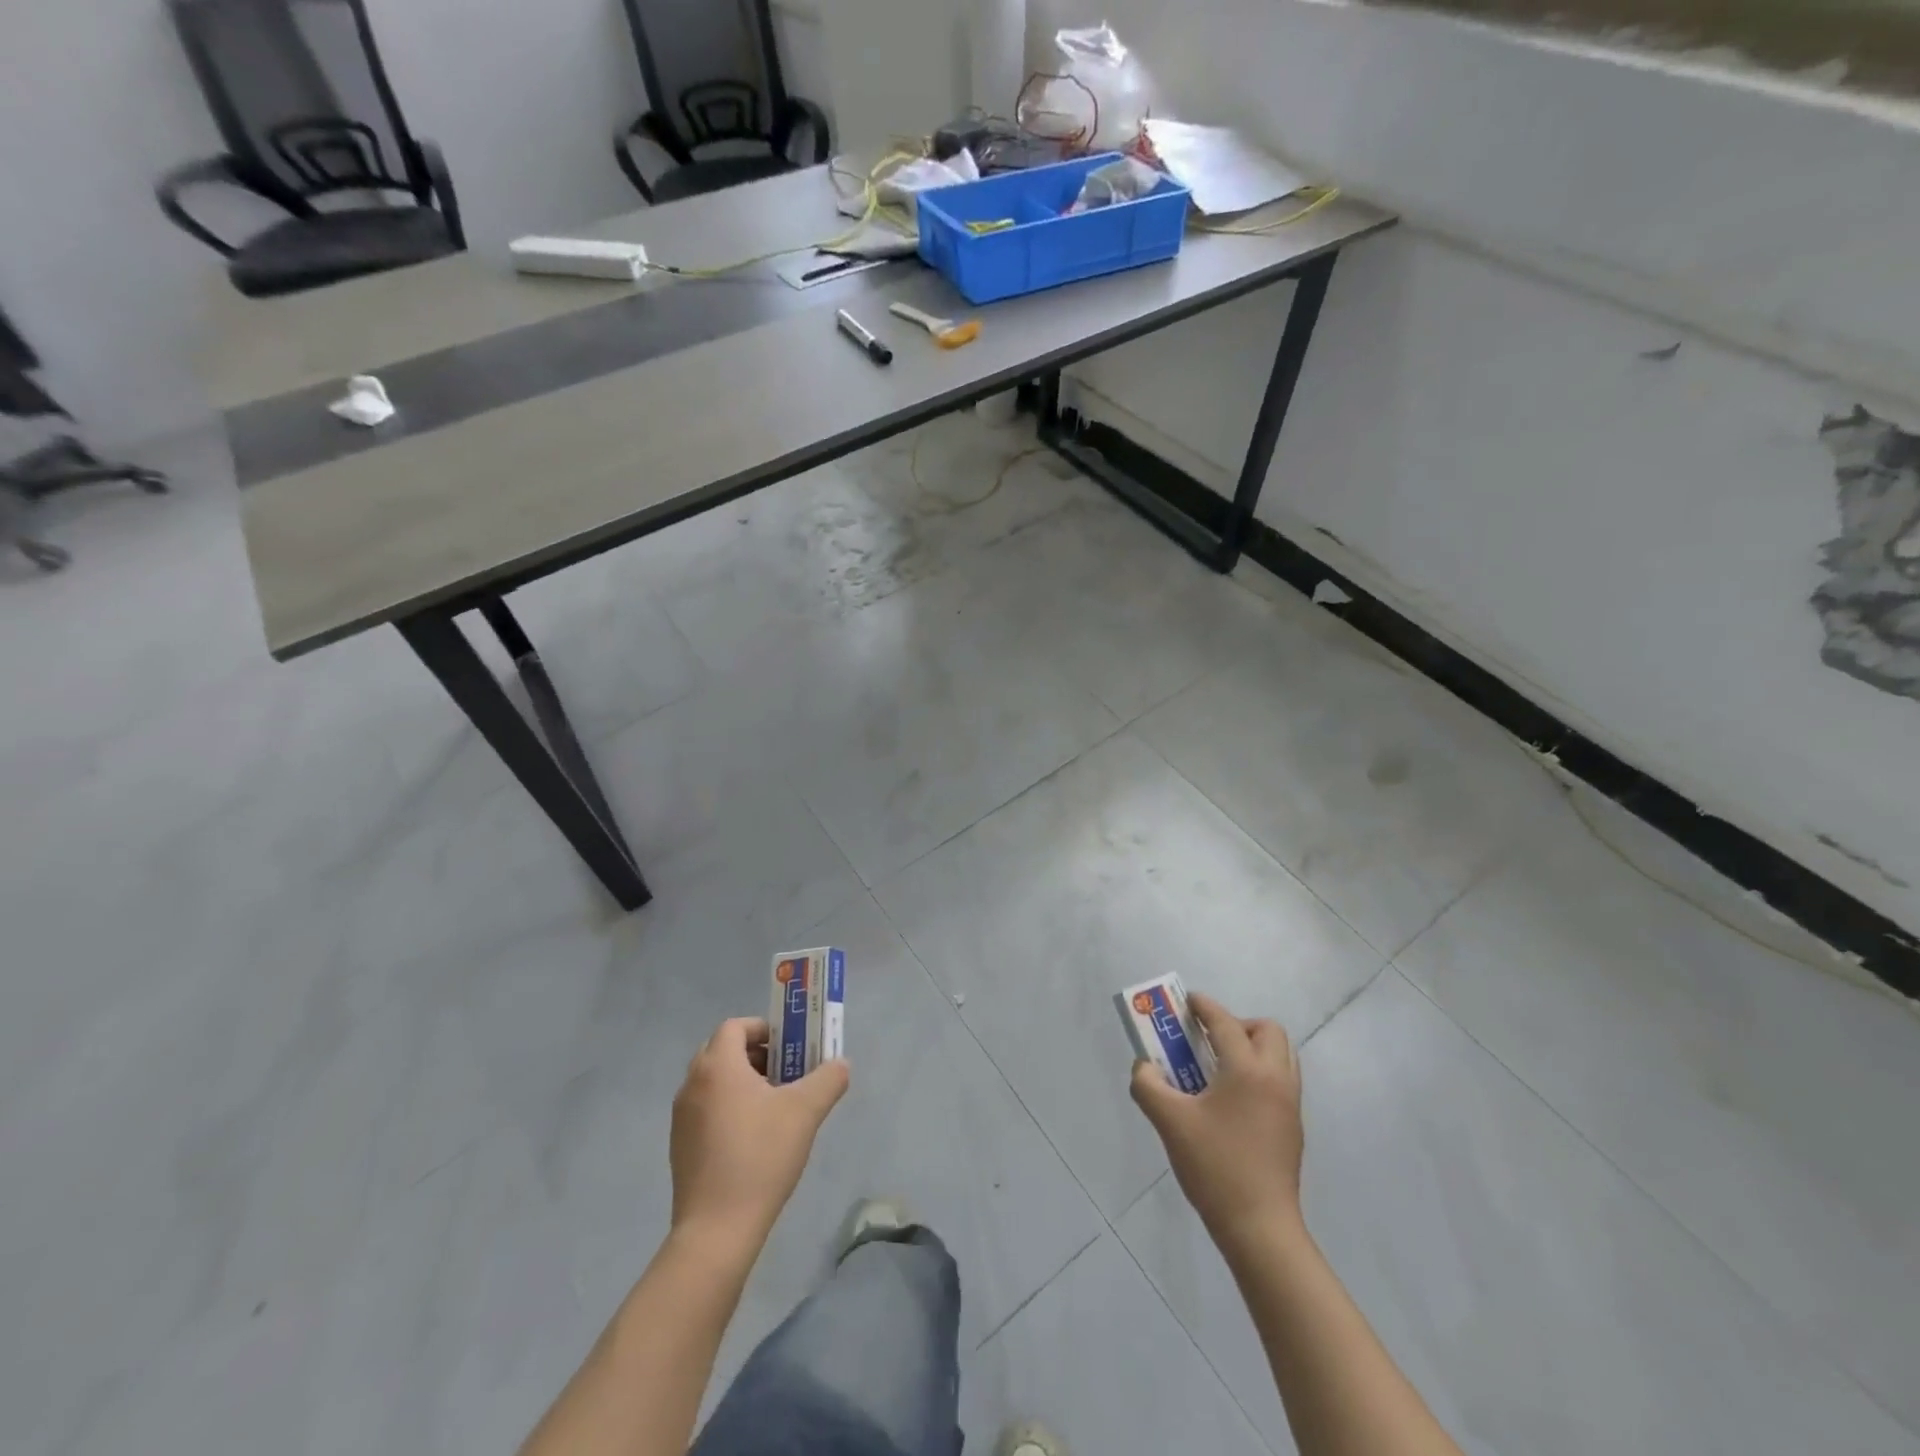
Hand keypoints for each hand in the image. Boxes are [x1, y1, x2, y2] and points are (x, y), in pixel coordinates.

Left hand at [670, 1018, 849, 1248]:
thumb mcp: (805, 1112)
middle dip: (755, 1055)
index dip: (763, 1029)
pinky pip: (706, 1110)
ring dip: (743, 1082)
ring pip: (714, 1082)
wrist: (716, 1229)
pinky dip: (728, 1108)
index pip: (735, 1027)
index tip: (789, 1047)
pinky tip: (754, 1139)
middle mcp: (692, 1085)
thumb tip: (840, 1064)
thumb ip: (828, 1079)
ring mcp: (682, 1118)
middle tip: (785, 1073)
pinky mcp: (680, 1147)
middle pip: (722, 1051)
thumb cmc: (760, 1157)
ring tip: (774, 1107)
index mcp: (717, 1067)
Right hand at [1130, 993, 1304, 1252]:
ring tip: (1219, 1066)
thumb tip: (1144, 1067)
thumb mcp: (1170, 1122)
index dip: (1204, 1007)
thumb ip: (1148, 1085)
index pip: (1225, 1022)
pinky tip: (1230, 1098)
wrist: (1260, 1228)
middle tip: (1208, 1039)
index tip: (1186, 1002)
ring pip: (1279, 1055)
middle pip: (1266, 1030)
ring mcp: (1289, 1104)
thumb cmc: (1215, 1166)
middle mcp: (1275, 1078)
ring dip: (1252, 1047)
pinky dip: (1258, 1072)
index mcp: (1247, 1070)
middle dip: (1236, 1024)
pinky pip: (1280, 1080)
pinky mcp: (1292, 1127)